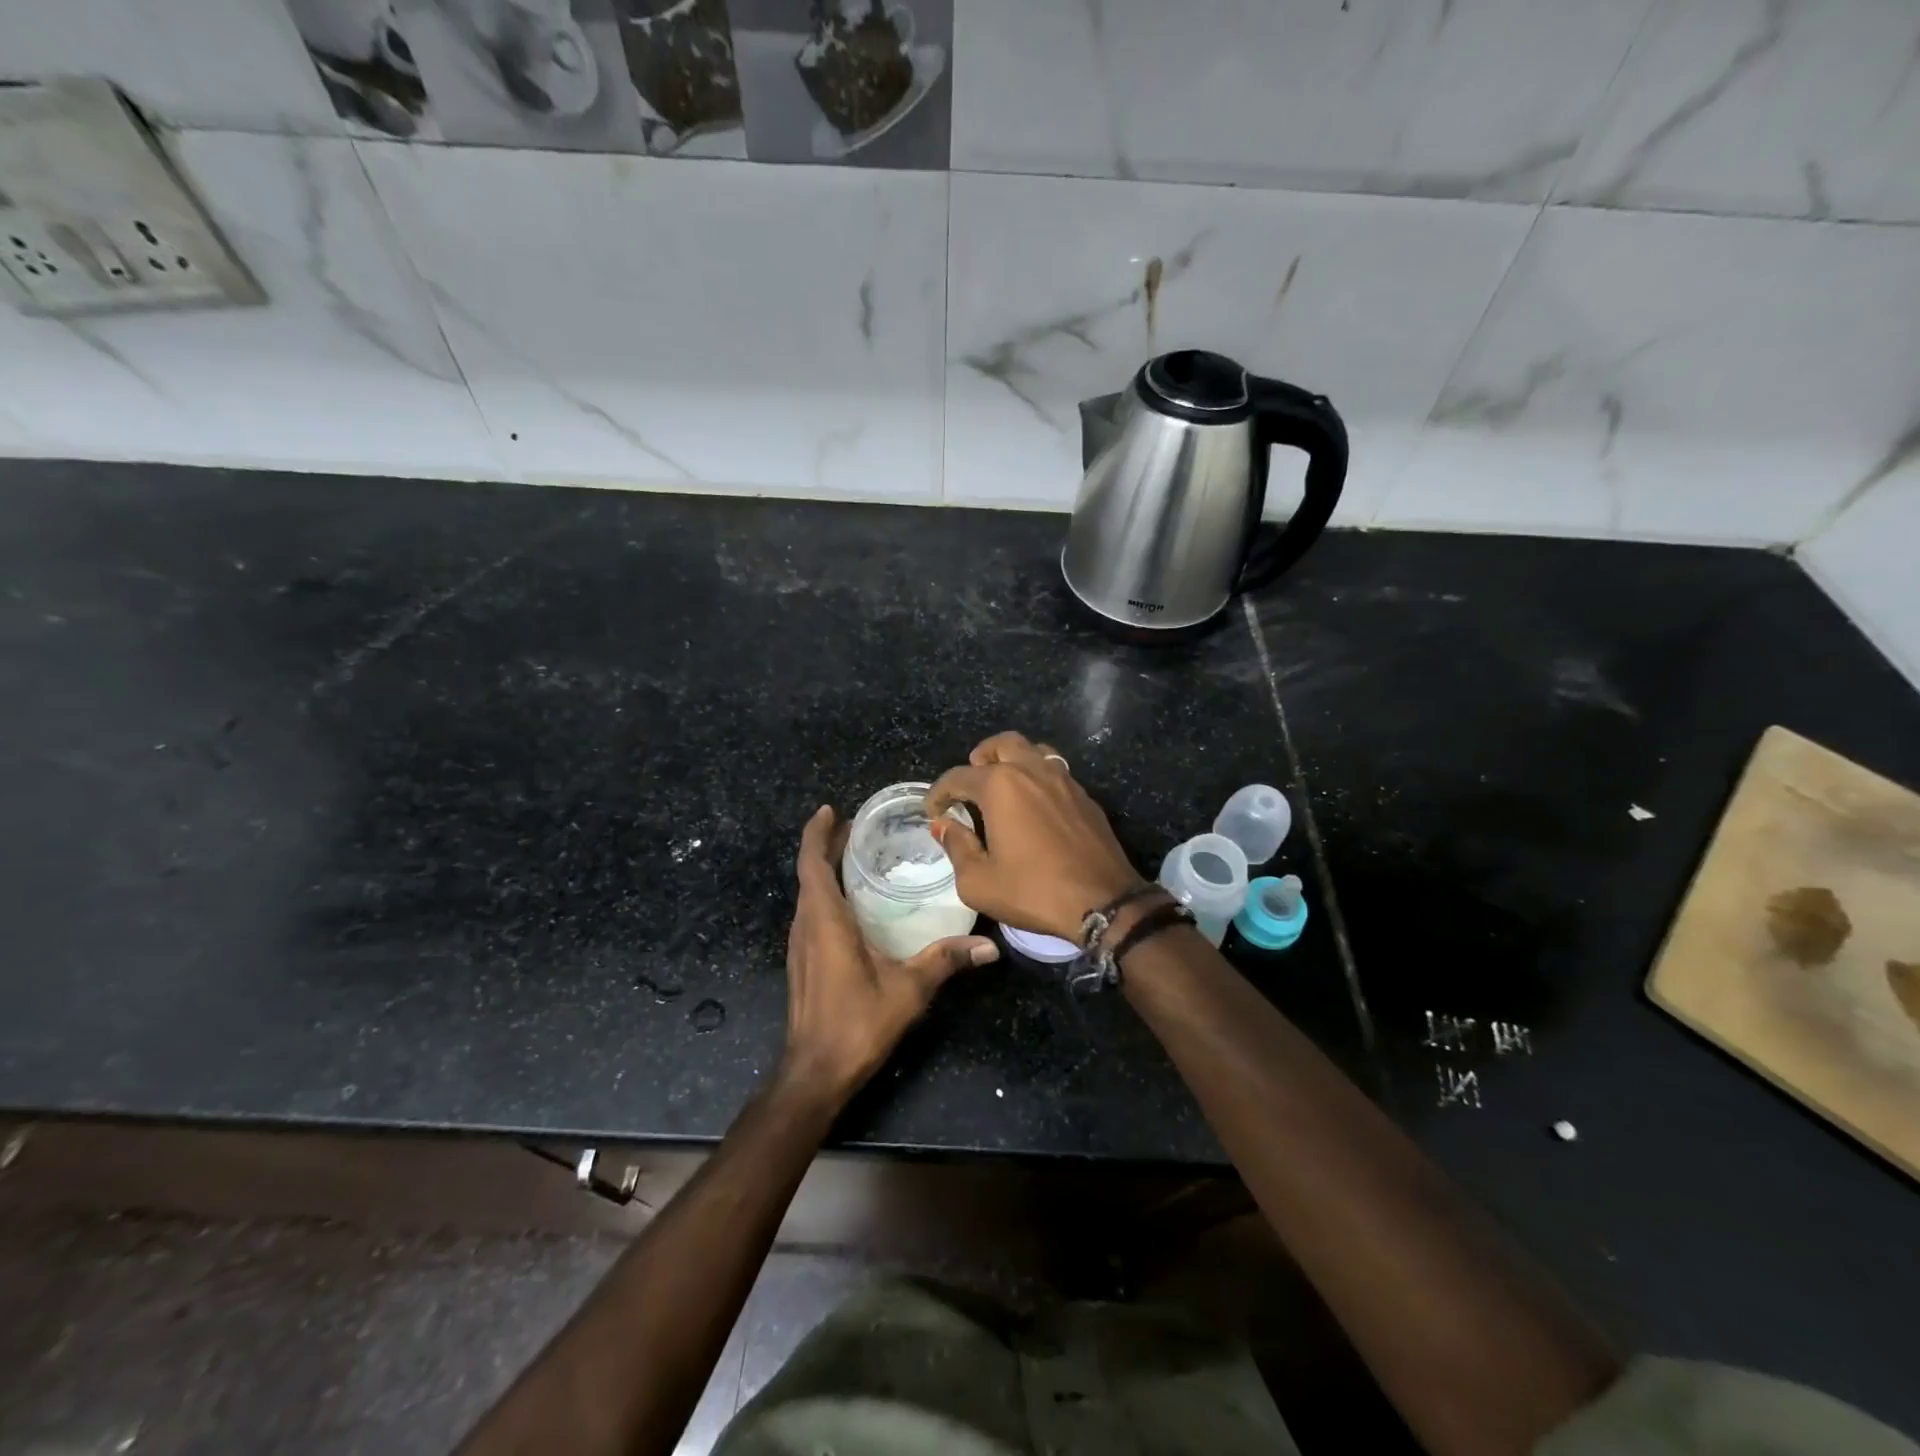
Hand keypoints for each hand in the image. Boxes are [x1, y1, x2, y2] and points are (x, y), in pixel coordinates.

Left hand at [780, 805, 998, 1103]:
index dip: (817, 834)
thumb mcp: (908, 989)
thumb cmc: (857, 1023)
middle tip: (858, 826)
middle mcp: (805, 925)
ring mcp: (799, 945)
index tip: (831, 810)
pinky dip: (826, 894)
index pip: (811, 863)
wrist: (814, 1073)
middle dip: (828, 846)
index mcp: (824, 920)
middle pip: (809, 873)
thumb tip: (990, 946)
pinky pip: (811, 913)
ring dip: (825, 870)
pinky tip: (853, 903)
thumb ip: (945, 960)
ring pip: (808, 894)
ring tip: (857, 855)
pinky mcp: (802, 961)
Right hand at [926, 731, 1144, 941]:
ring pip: (1034, 750)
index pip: (958, 776)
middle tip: (971, 784)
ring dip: (1013, 760)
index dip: (939, 793)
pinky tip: (1035, 804)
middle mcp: (1031, 771)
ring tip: (1004, 786)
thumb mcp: (978, 882)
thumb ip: (957, 847)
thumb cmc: (1033, 891)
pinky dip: (1038, 776)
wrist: (1103, 902)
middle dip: (980, 758)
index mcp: (1000, 786)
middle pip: (1001, 744)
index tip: (934, 811)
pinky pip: (1056, 770)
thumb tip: (944, 826)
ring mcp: (1063, 779)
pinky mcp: (1085, 796)